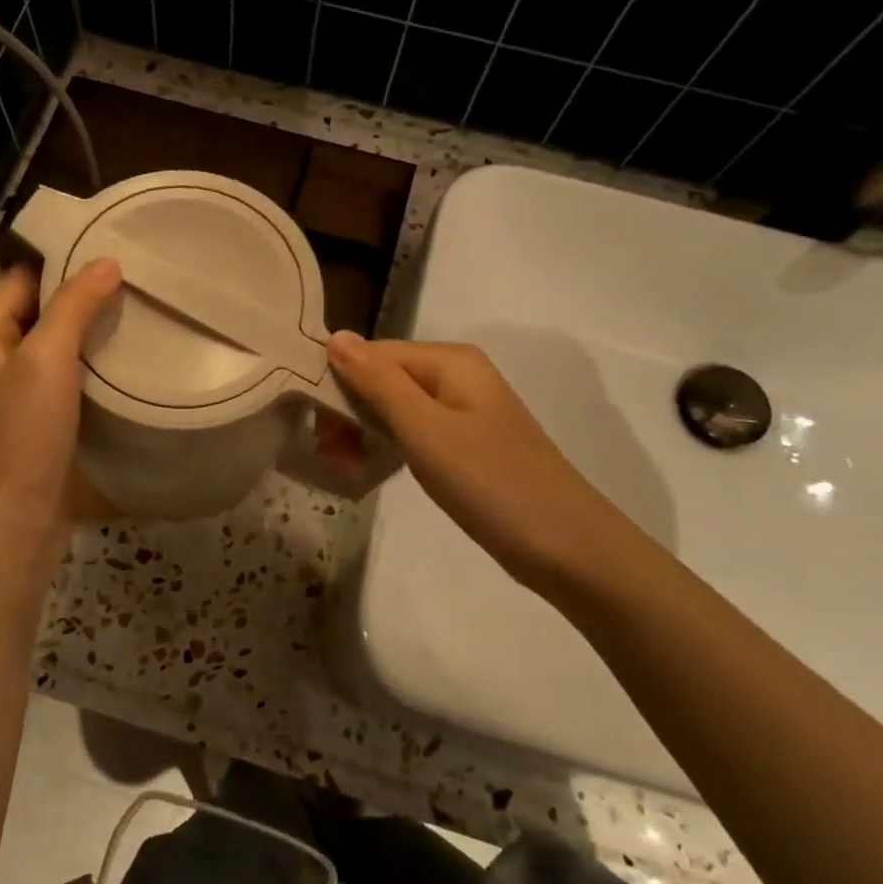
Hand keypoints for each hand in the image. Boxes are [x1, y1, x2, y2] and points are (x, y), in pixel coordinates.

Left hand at [0, 259, 121, 559]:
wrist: (11, 526)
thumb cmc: (20, 437)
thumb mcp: (46, 360)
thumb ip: (74, 307)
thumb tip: (106, 262)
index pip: (21, 279)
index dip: (62, 261)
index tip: (112, 248)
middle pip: (40, 313)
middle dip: (83, 297)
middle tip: (137, 280)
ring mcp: (15, 397)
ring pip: (56, 350)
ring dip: (91, 336)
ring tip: (140, 314)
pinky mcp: (38, 426)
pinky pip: (66, 383)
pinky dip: (92, 370)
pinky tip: (128, 364)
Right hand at [326, 333, 651, 602]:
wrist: (568, 548)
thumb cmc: (490, 482)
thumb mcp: (425, 429)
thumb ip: (378, 382)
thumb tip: (336, 336)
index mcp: (451, 361)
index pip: (374, 354)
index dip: (339, 383)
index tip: (314, 427)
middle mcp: (458, 376)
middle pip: (385, 379)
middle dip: (351, 412)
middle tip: (329, 456)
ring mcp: (466, 412)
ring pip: (397, 408)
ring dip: (366, 433)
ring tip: (346, 469)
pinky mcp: (469, 445)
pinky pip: (417, 433)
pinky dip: (391, 449)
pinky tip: (373, 471)